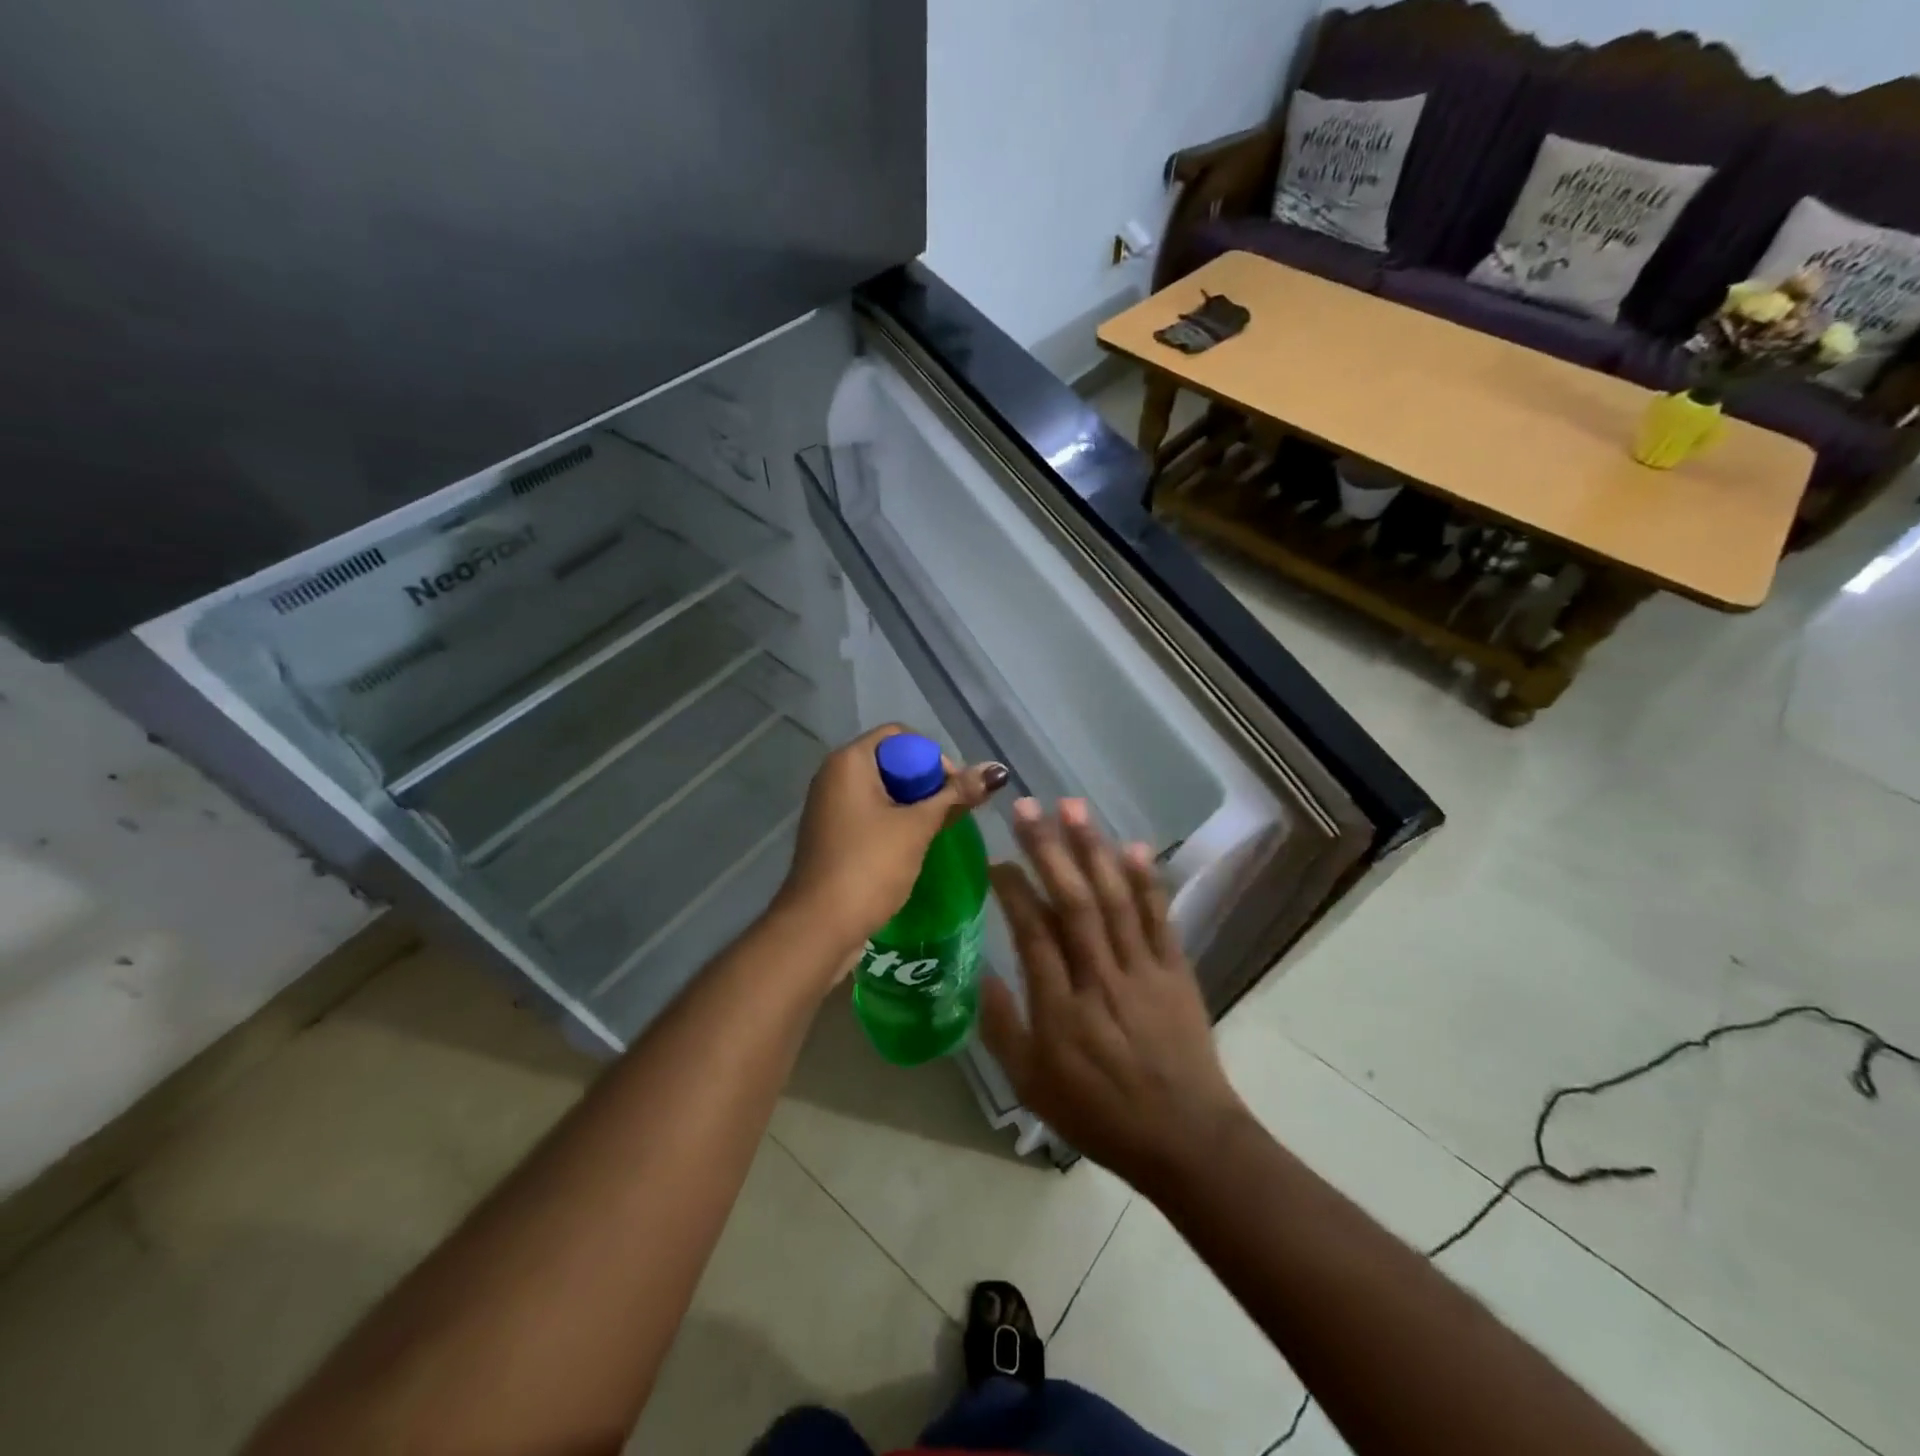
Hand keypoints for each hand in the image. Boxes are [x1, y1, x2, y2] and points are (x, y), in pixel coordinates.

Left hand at [775, 725, 1006, 971]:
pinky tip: (913, 846)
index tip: (953, 788)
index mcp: (849, 761)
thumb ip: (956, 795)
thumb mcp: (918, 827)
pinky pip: (870, 813)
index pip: (899, 735)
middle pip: (892, 761)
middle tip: (951, 811)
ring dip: (913, 805)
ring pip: (883, 790)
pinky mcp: (833, 834)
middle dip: (926, 782)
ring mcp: (830, 806)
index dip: (932, 755)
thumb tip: (997, 770)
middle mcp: (834, 776)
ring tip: (937, 830)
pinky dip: (895, 822)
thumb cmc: (869, 866)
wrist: (818, 926)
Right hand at [980, 799, 1247, 1193]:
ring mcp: (1143, 970)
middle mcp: (1101, 978)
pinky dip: (1148, 881)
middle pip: (1072, 903)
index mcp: (1061, 1008)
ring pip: (1115, 899)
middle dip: (1048, 849)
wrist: (1185, 1140)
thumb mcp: (1032, 1086)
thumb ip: (1002, 1028)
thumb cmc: (1099, 1115)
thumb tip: (980, 974)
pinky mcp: (1176, 971)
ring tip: (1073, 807)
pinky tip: (1134, 846)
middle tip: (1027, 806)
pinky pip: (1160, 918)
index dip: (1013, 890)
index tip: (995, 859)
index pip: (1033, 933)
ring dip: (1093, 849)